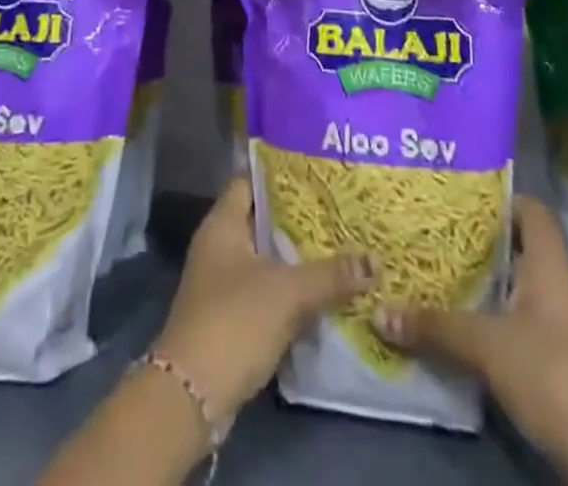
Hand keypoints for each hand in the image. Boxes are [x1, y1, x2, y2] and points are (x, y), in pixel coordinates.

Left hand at [154, 175, 375, 422]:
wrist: (192, 395)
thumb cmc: (234, 321)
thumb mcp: (287, 293)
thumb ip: (330, 275)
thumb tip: (375, 260)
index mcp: (223, 223)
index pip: (250, 181)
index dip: (279, 174)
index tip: (314, 172)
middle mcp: (218, 245)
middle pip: (261, 220)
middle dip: (296, 218)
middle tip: (338, 210)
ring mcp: (221, 283)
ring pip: (265, 258)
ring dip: (295, 257)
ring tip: (339, 246)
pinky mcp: (230, 317)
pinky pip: (265, 291)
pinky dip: (289, 290)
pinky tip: (322, 292)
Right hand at [371, 195, 567, 443]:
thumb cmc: (554, 373)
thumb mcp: (487, 345)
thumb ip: (436, 326)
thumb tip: (378, 310)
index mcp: (548, 264)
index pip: (531, 211)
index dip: (500, 198)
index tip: (459, 197)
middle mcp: (555, 288)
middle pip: (516, 249)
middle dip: (476, 243)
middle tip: (430, 232)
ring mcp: (558, 329)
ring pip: (512, 291)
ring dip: (479, 287)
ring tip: (431, 275)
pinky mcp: (554, 366)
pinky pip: (514, 328)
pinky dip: (486, 324)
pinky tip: (454, 328)